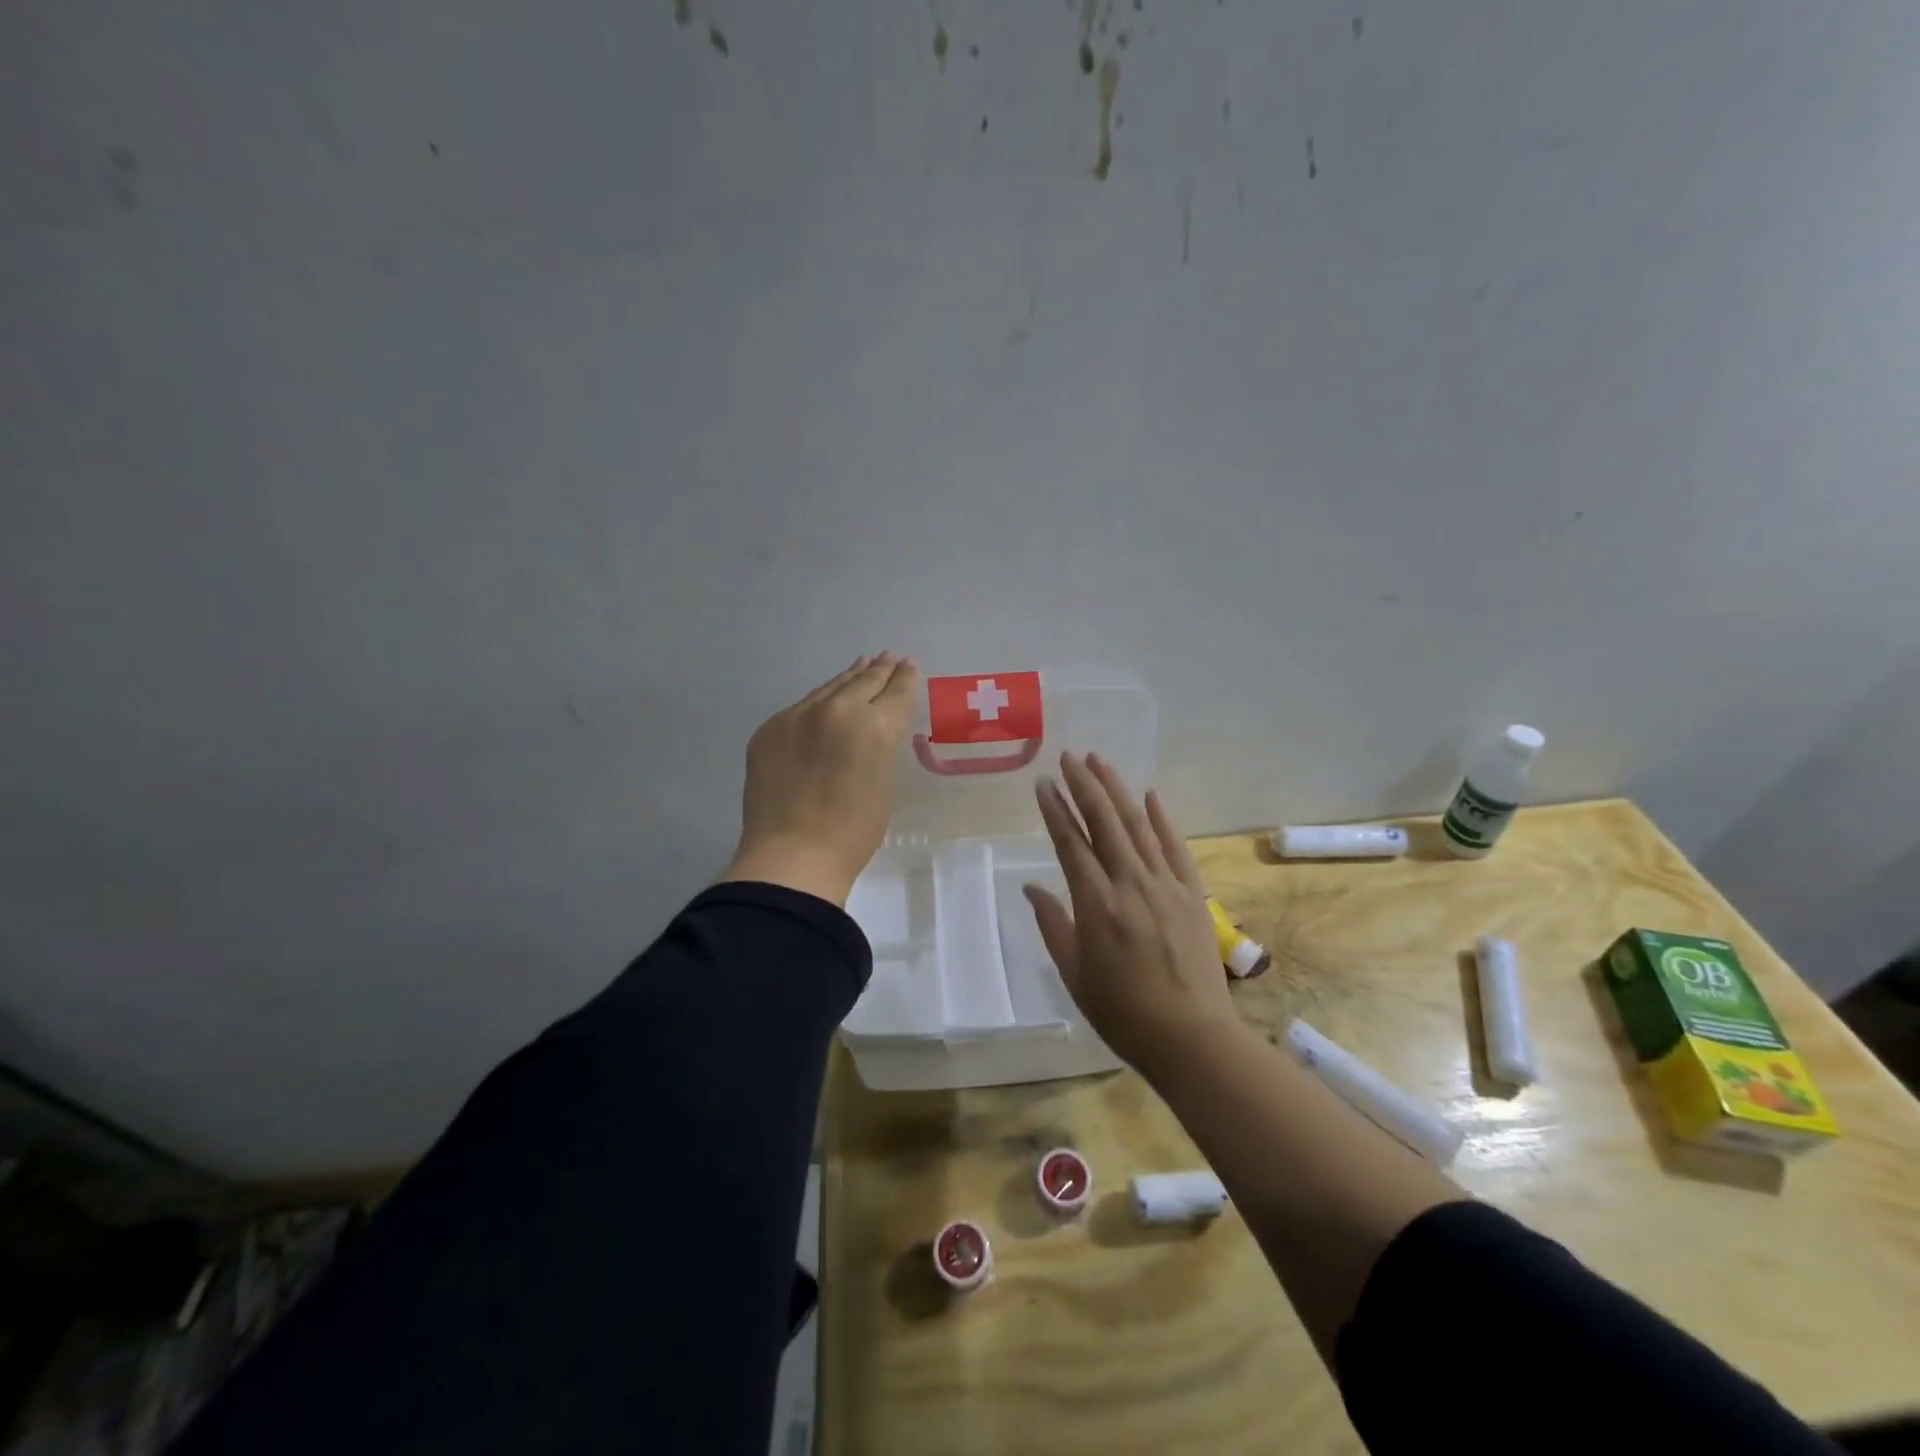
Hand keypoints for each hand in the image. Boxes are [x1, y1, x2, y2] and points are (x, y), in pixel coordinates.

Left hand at [719, 653, 917, 906]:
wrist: (792, 855)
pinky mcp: (771, 728)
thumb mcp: (885, 782)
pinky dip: (819, 702)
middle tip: (888, 658)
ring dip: (848, 677)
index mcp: (875, 725)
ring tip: (860, 666)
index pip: (895, 692)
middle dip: (879, 670)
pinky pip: (802, 707)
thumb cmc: (854, 831)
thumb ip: (882, 745)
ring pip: (830, 687)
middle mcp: (837, 709)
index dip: (904, 678)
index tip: (907, 665)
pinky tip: (825, 700)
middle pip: (863, 680)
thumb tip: (874, 728)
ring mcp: (799, 715)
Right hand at [1024, 752, 1243, 1079]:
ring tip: (1100, 762)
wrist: (1192, 1037)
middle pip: (1105, 822)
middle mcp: (1131, 883)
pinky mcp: (1193, 894)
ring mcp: (1166, 885)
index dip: (1056, 810)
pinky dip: (1162, 819)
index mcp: (1097, 904)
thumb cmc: (1123, 1012)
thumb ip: (1053, 925)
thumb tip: (1031, 888)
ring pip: (1138, 825)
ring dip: (1118, 790)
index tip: (1044, 783)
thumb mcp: (1074, 974)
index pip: (1071, 844)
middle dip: (1085, 785)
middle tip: (1069, 757)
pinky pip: (1175, 847)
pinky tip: (1150, 796)